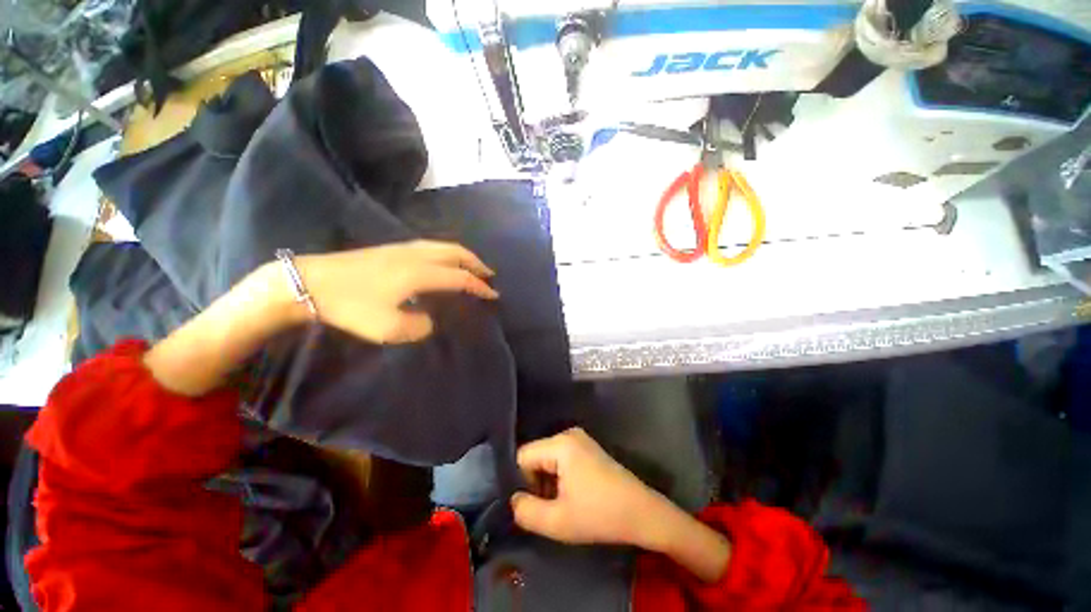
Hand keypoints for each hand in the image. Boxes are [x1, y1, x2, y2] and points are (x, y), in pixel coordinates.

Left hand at [293, 240, 498, 343]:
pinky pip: (430, 246)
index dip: (479, 287)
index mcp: (420, 273)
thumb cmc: (350, 306)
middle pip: (456, 253)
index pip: (460, 278)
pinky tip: (442, 261)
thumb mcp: (389, 328)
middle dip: (476, 264)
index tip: (493, 295)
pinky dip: (446, 252)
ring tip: (471, 266)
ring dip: (462, 256)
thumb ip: (420, 326)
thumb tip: (429, 319)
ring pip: (443, 246)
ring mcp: (403, 249)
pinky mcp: (391, 249)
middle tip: (489, 274)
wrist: (310, 282)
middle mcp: (417, 256)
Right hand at [509, 428, 670, 546]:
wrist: (642, 513)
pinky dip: (560, 479)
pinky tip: (573, 497)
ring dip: (548, 483)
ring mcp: (580, 440)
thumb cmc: (599, 515)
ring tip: (563, 506)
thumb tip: (513, 500)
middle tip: (550, 509)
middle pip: (536, 457)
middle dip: (536, 484)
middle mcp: (568, 434)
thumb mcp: (557, 522)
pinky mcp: (587, 449)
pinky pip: (561, 460)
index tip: (534, 505)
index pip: (522, 456)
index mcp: (560, 444)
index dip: (522, 482)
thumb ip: (526, 511)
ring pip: (548, 460)